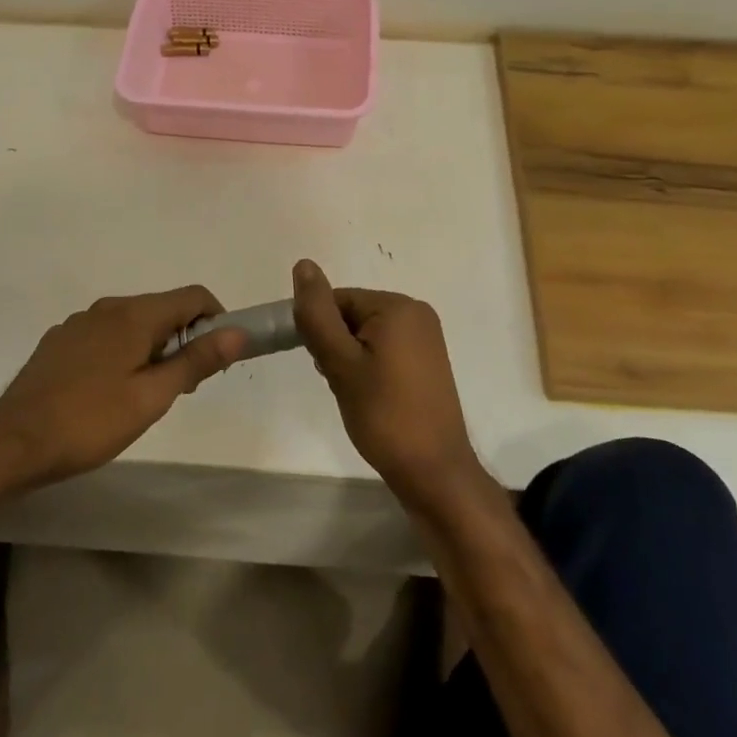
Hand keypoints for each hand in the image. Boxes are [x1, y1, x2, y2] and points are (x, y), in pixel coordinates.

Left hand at [0, 287, 245, 492]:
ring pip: (133, 324)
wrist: (11, 444)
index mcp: (134, 315)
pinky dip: (122, 353)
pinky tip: (108, 393)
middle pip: (163, 309)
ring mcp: (78, 323)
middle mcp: (107, 307)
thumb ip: (196, 361)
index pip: (193, 296)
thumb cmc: (89, 422)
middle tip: (182, 388)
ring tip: (144, 396)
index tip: (217, 358)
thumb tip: (237, 332)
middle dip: (183, 340)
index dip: (216, 320)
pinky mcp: (59, 342)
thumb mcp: (152, 397)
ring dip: (153, 348)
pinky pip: (105, 336)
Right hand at [290, 260, 485, 508]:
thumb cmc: (384, 415)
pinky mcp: (428, 361)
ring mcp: (426, 338)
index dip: (321, 331)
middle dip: (336, 346)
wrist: (433, 472)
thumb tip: (303, 264)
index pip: (338, 300)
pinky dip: (369, 367)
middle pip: (353, 315)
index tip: (323, 367)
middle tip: (341, 384)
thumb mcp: (341, 363)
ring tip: (356, 395)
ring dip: (350, 359)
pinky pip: (385, 349)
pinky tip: (370, 397)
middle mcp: (417, 313)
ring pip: (366, 334)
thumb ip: (318, 313)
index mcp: (398, 306)